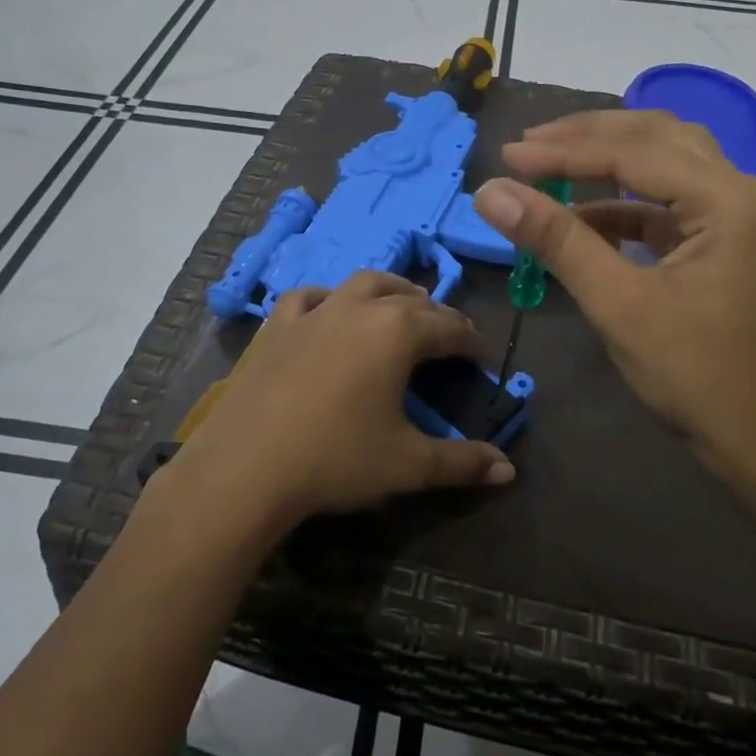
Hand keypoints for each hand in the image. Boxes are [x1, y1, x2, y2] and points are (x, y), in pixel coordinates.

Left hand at [154, 272, 515, 537]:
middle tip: (449, 337)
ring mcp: (315, 311)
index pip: (450, 327)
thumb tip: (508, 471)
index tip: (483, 358)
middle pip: (411, 300)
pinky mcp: (277, 324)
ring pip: (364, 284)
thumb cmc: (336, 459)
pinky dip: (331, 298)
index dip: (472, 341)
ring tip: (403, 306)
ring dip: (391, 291)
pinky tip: (330, 310)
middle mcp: (360, 308)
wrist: (246, 467)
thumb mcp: (408, 464)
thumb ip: (462, 462)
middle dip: (437, 315)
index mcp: (398, 332)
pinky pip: (311, 297)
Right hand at [473, 110, 755, 484]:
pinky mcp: (719, 239)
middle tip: (528, 145)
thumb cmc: (695, 375)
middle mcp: (740, 191)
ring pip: (663, 161)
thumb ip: (556, 240)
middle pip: (656, 137)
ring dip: (606, 158)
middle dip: (588, 137)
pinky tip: (578, 214)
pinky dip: (620, 201)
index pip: (633, 154)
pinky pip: (664, 201)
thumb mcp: (618, 304)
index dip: (564, 153)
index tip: (506, 156)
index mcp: (729, 200)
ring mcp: (734, 215)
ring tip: (547, 161)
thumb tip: (490, 192)